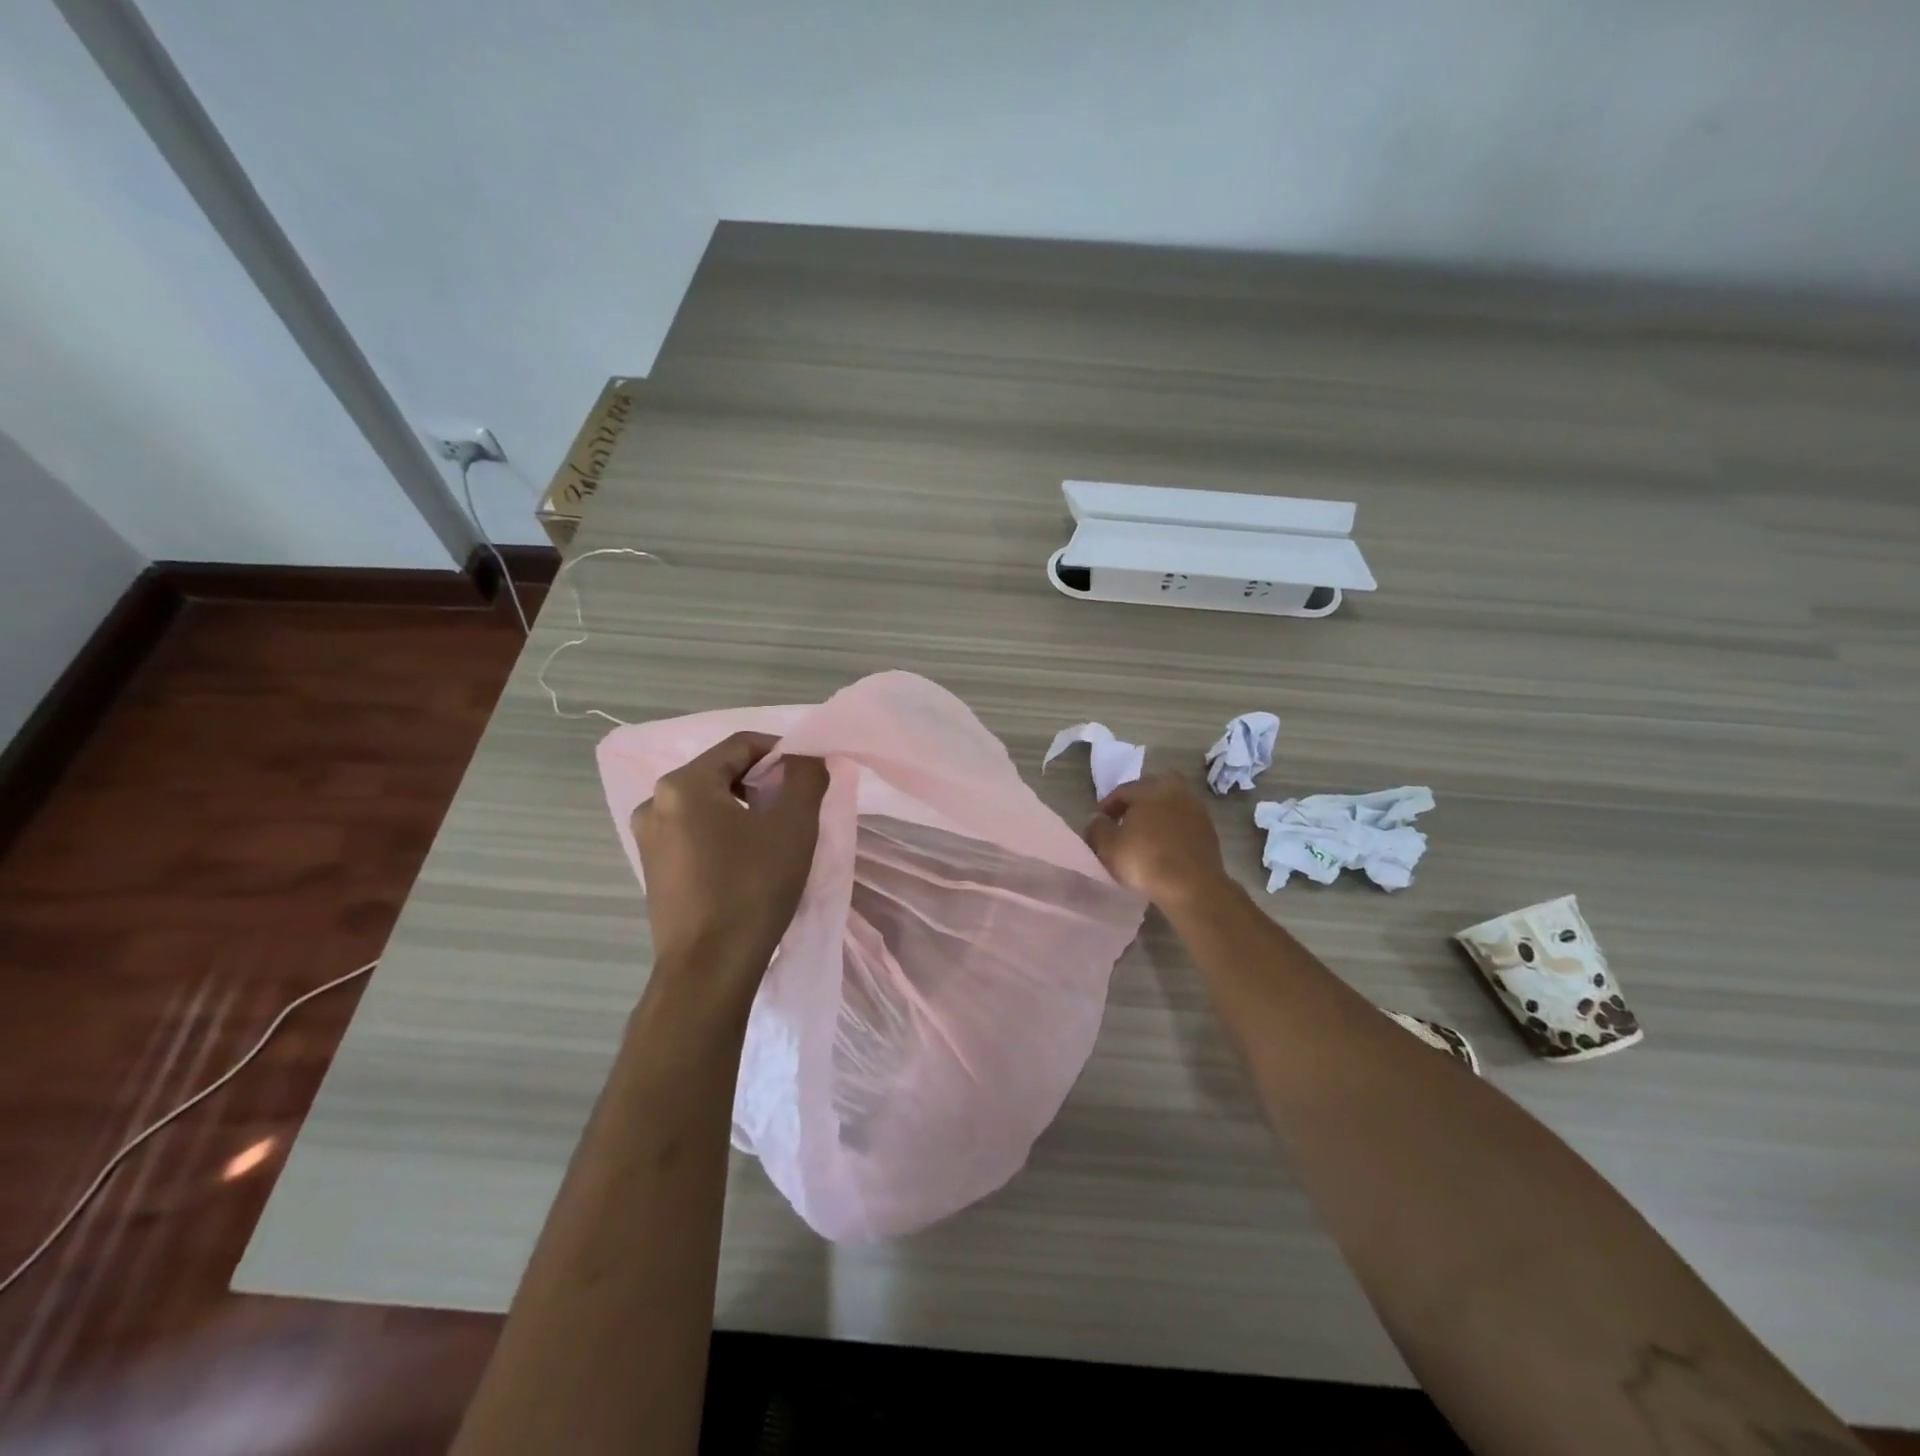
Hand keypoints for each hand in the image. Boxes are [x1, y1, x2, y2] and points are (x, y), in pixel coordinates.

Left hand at [634, 732, 829, 987]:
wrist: (708, 970)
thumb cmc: (752, 889)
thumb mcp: (794, 826)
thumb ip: (806, 777)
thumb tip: (806, 758)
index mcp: (683, 785)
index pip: (740, 745)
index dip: (781, 752)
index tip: (810, 775)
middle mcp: (655, 803)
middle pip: (721, 772)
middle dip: (763, 782)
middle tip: (797, 807)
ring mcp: (649, 839)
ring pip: (708, 805)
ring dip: (745, 809)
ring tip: (776, 837)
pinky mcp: (654, 869)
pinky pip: (696, 833)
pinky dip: (725, 834)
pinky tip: (748, 861)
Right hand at [1084, 772, 1232, 910]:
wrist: (1192, 887)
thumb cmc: (1145, 860)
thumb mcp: (1108, 845)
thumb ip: (1097, 827)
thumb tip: (1097, 818)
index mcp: (1150, 788)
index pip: (1122, 791)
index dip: (1106, 807)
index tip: (1098, 825)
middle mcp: (1176, 791)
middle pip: (1149, 795)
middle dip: (1134, 808)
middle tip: (1122, 827)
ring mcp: (1197, 810)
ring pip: (1168, 809)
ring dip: (1155, 819)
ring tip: (1142, 840)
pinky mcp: (1209, 831)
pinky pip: (1182, 825)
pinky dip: (1171, 832)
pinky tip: (1162, 849)